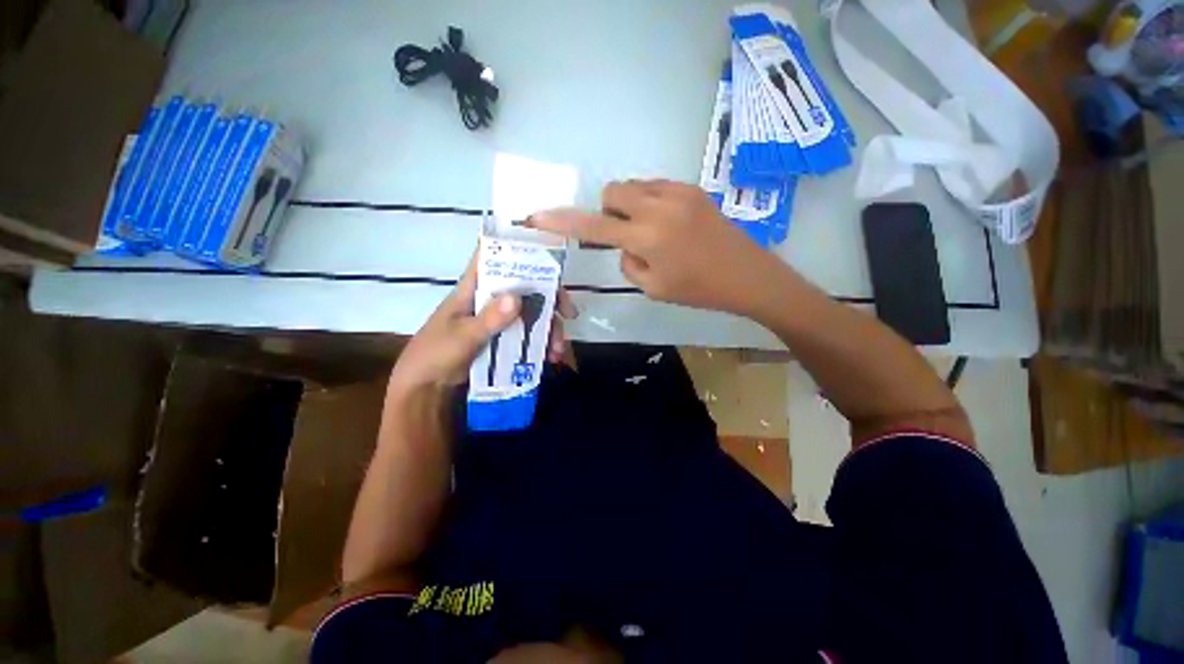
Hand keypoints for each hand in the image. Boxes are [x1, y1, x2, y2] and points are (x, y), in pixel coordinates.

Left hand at [389, 252, 576, 394]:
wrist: (426, 387)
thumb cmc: (435, 354)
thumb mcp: (462, 337)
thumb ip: (488, 319)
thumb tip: (517, 298)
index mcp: (474, 288)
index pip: (497, 259)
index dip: (521, 253)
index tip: (550, 262)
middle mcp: (490, 299)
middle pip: (526, 288)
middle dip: (550, 300)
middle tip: (569, 314)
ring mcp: (499, 319)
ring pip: (531, 314)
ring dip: (549, 329)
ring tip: (557, 350)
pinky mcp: (503, 337)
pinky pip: (528, 334)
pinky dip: (541, 344)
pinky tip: (550, 358)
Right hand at [530, 180, 784, 316]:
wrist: (747, 275)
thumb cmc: (698, 290)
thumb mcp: (653, 288)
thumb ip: (628, 262)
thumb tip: (624, 244)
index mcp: (647, 238)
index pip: (594, 227)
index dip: (563, 222)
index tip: (539, 216)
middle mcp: (658, 206)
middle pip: (613, 191)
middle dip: (609, 212)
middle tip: (626, 235)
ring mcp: (678, 192)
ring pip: (634, 185)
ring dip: (630, 206)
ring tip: (651, 231)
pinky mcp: (693, 188)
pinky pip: (655, 186)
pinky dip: (649, 201)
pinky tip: (668, 222)